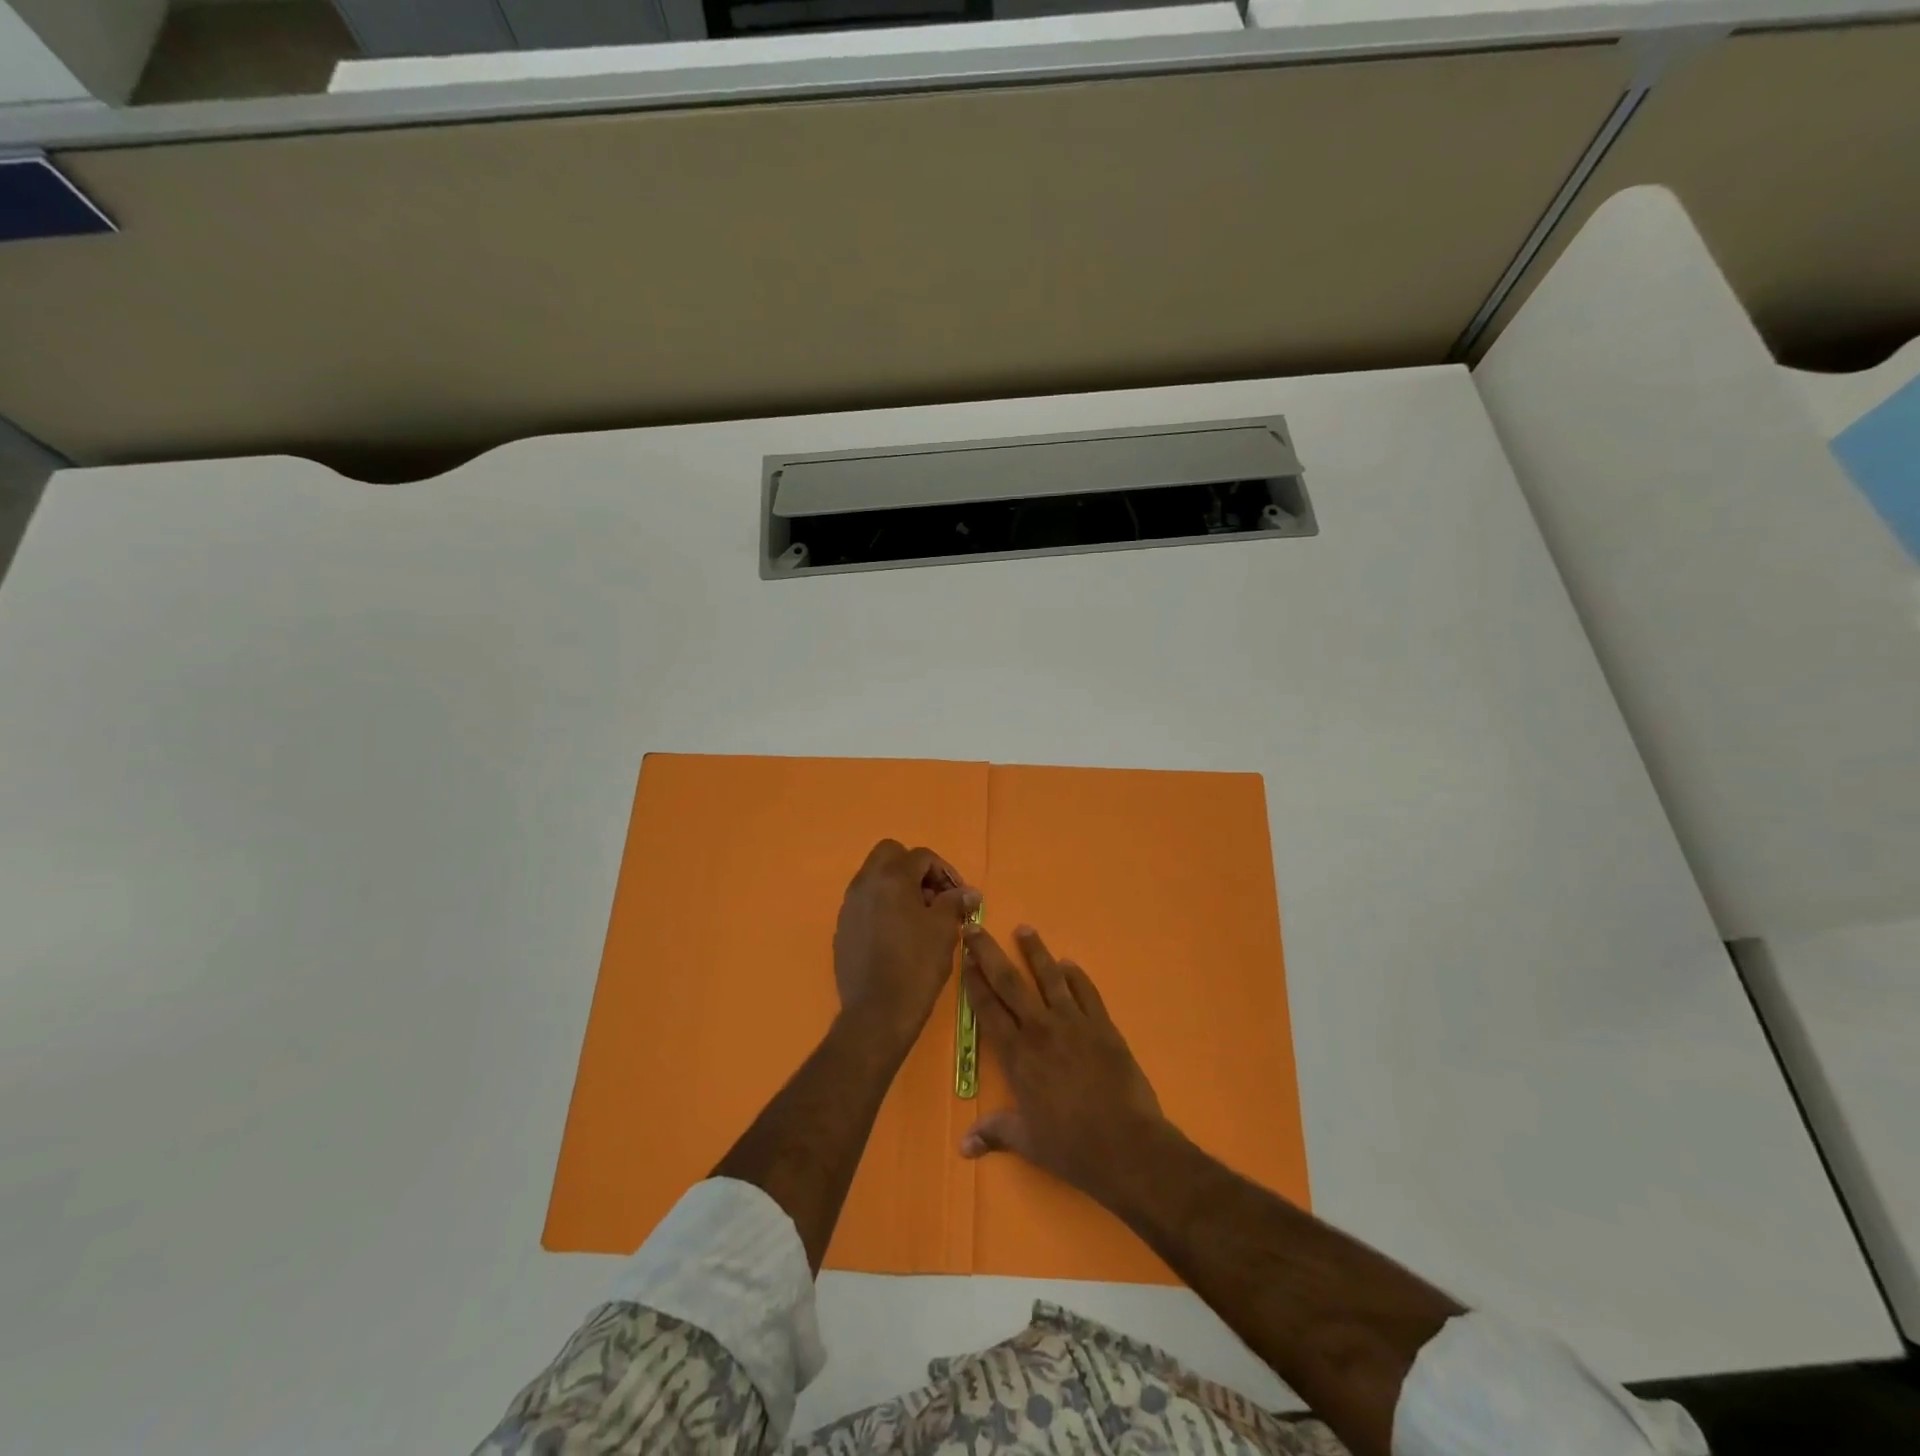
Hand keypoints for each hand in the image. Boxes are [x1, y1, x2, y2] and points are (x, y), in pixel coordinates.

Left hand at [833, 840, 977, 1046]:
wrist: (878, 1012)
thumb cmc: (916, 965)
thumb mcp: (945, 929)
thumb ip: (955, 902)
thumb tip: (968, 892)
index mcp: (891, 877)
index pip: (921, 856)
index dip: (945, 872)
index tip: (958, 896)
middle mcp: (864, 883)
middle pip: (890, 854)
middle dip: (914, 868)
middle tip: (934, 895)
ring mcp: (849, 906)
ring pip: (874, 878)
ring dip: (897, 886)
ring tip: (919, 917)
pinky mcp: (843, 928)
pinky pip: (865, 903)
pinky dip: (883, 906)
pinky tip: (898, 934)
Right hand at [960, 924, 1169, 1211]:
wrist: (1127, 1145)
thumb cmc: (1071, 1147)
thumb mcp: (1027, 1141)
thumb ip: (995, 1132)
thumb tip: (963, 1147)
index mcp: (1017, 1055)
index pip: (988, 1009)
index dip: (974, 982)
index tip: (964, 958)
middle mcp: (1041, 1029)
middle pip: (1010, 982)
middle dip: (990, 953)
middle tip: (976, 927)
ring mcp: (1074, 1023)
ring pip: (1049, 977)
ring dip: (1035, 952)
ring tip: (1025, 929)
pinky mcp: (1103, 1025)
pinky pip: (1086, 992)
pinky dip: (1076, 976)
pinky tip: (1069, 964)